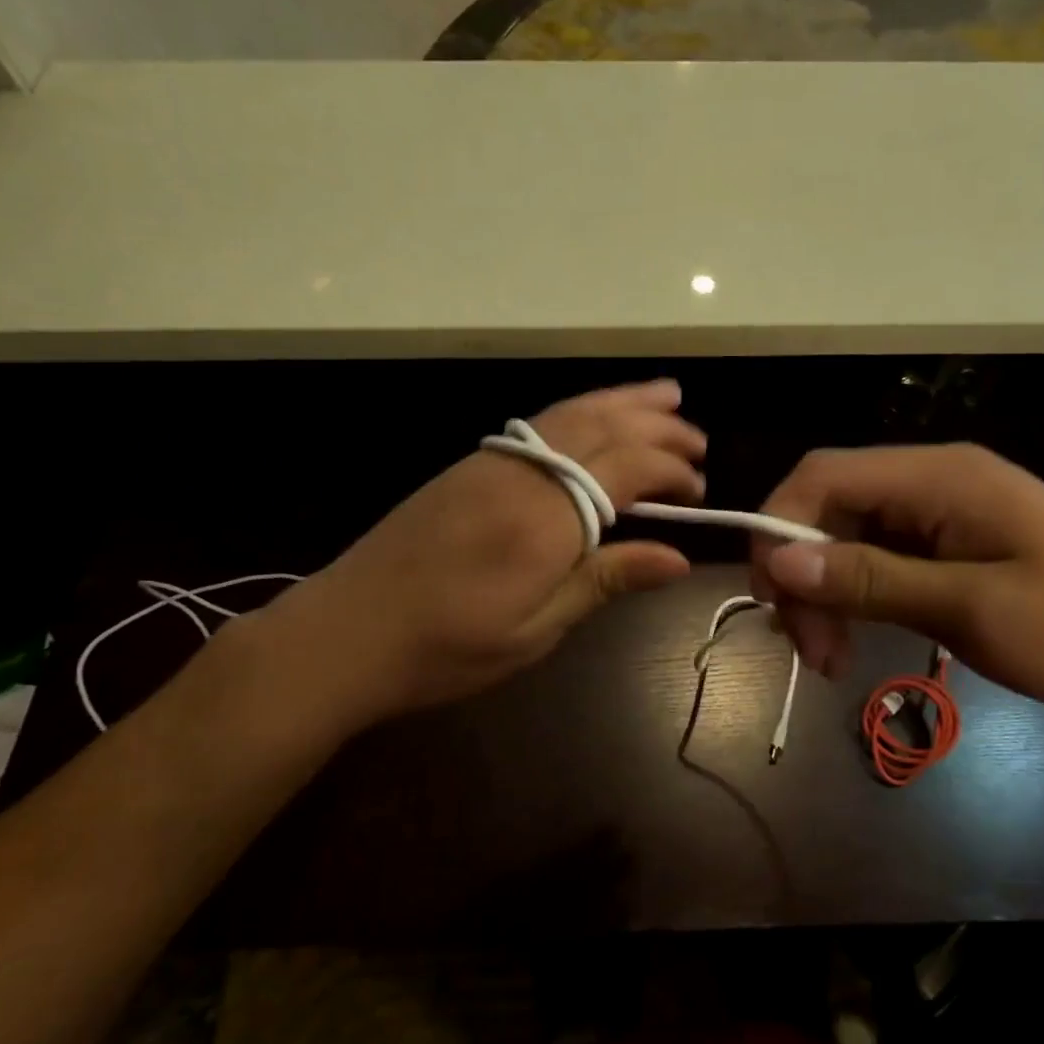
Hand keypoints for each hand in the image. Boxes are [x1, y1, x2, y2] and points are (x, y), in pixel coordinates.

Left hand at [266, 380, 704, 730]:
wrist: (345, 634)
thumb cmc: (447, 647)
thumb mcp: (536, 628)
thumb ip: (605, 580)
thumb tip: (678, 558)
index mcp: (547, 517)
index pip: (627, 467)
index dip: (670, 469)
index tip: (699, 489)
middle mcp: (524, 473)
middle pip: (603, 428)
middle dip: (656, 426)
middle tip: (697, 436)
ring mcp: (492, 461)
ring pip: (570, 414)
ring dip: (620, 402)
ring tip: (663, 396)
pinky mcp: (469, 465)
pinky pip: (540, 423)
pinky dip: (580, 412)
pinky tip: (593, 420)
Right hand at [751, 444, 1043, 709]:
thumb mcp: (972, 608)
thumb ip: (872, 580)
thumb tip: (780, 561)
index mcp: (940, 476)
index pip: (824, 474)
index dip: (779, 526)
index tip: (772, 598)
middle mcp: (931, 482)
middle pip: (829, 508)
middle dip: (803, 576)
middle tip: (811, 651)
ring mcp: (939, 513)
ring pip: (845, 538)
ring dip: (824, 594)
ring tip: (832, 659)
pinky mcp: (945, 545)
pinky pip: (875, 559)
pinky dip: (853, 599)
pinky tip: (855, 641)